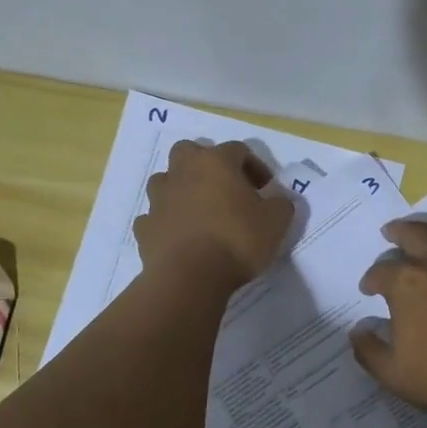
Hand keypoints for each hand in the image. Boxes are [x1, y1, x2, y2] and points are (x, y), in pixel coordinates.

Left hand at [134, 140, 293, 288]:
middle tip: (224, 188)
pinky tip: (180, 236)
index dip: (255, 166)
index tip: (265, 189)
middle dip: (206, 164)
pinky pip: (155, 216)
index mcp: (215, 163)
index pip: (238, 150)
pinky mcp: (145, 228)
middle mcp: (182, 172)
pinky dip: (166, 221)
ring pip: (166, 181)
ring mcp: (159, 199)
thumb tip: (278, 200)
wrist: (190, 277)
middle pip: (190, 152)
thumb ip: (281, 204)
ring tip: (200, 211)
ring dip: (181, 189)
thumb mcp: (276, 221)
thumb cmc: (237, 240)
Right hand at [351, 220, 426, 427]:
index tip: (369, 290)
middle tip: (390, 233)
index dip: (371, 280)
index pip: (380, 272)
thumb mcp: (392, 374)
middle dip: (397, 232)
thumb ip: (368, 350)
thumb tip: (358, 331)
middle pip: (414, 234)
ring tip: (425, 246)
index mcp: (407, 284)